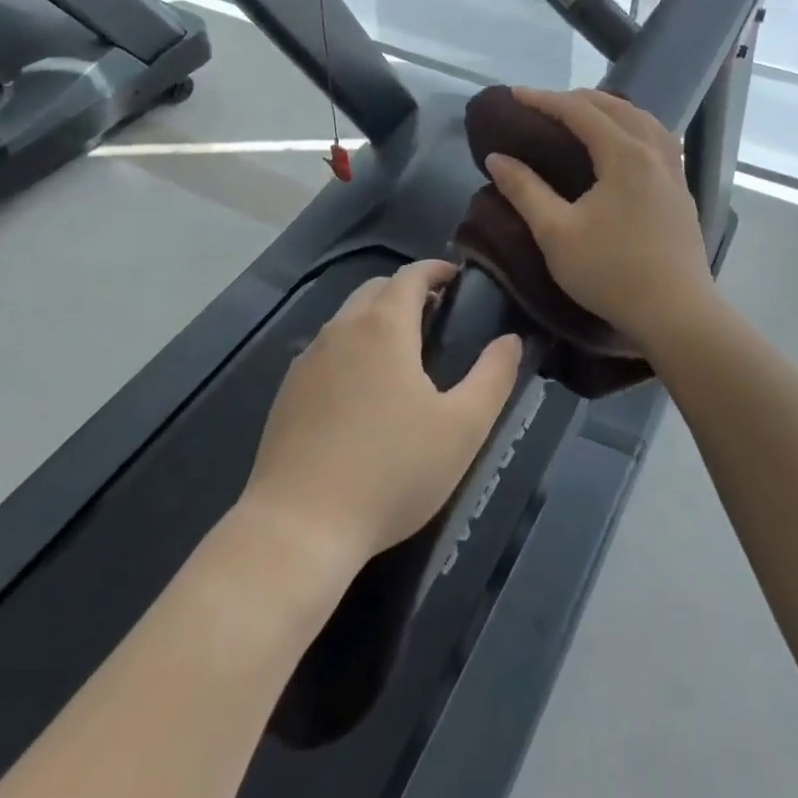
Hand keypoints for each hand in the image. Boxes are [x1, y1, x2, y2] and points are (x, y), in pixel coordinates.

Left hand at [242, 260, 521, 567]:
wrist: (299, 527)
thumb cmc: (391, 471)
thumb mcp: (462, 428)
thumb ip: (493, 377)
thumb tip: (511, 339)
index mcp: (383, 326)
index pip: (410, 275)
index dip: (436, 270)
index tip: (457, 279)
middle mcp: (341, 329)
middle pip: (376, 290)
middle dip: (407, 292)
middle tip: (438, 318)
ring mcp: (307, 360)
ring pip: (347, 319)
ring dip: (376, 319)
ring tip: (404, 355)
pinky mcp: (286, 392)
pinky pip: (325, 350)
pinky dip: (350, 348)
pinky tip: (362, 392)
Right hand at [483, 88, 716, 347]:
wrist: (676, 313)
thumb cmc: (611, 272)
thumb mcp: (556, 234)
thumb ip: (525, 190)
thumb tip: (497, 158)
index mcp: (624, 154)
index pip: (579, 111)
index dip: (544, 99)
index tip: (514, 94)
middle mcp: (653, 151)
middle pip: (614, 107)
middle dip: (576, 99)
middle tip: (543, 105)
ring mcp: (673, 171)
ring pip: (642, 120)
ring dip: (610, 109)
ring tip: (583, 116)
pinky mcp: (681, 191)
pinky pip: (657, 139)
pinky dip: (632, 127)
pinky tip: (623, 145)